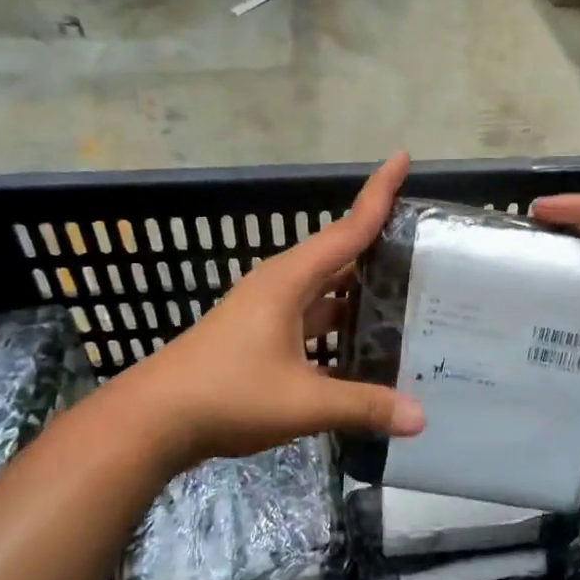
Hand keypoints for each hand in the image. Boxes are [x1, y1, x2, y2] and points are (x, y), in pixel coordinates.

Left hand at [108, 153, 425, 467]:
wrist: (152, 421)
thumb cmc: (226, 395)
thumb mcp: (302, 403)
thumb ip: (363, 406)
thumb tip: (421, 418)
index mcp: (290, 281)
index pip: (348, 228)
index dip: (378, 193)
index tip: (403, 157)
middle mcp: (281, 285)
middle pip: (340, 254)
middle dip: (380, 243)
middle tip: (428, 244)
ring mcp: (268, 311)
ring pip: (326, 289)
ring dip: (361, 287)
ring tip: (408, 291)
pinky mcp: (261, 335)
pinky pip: (312, 317)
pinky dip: (340, 322)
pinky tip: (366, 343)